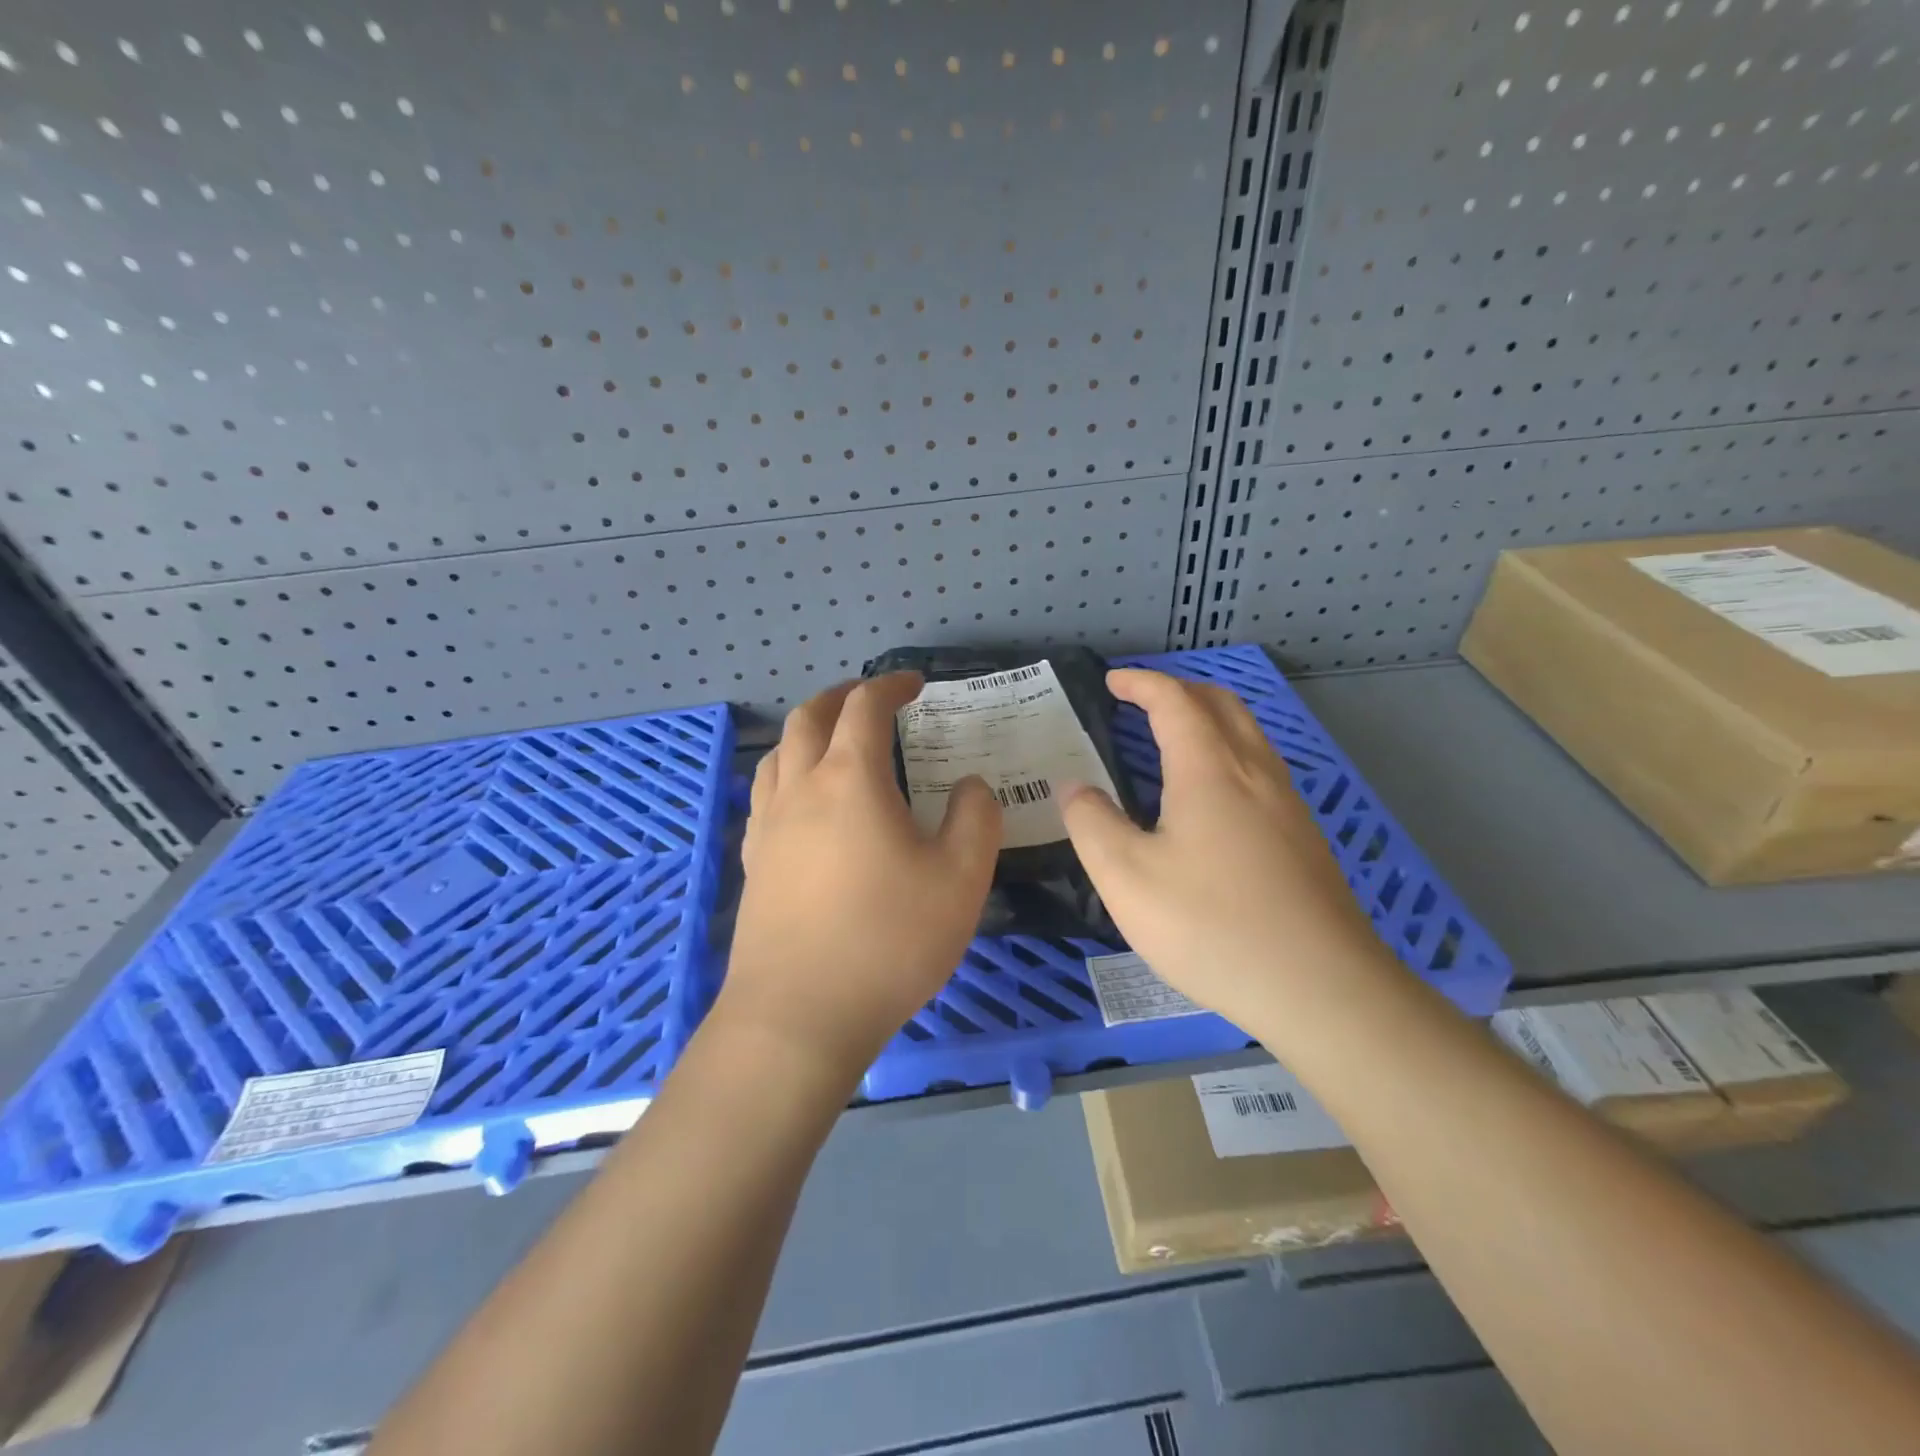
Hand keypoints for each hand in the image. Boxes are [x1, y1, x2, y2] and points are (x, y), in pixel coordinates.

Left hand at [719, 673, 1002, 1082]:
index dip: (891, 685)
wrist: (799, 1015)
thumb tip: (969, 786)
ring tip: (835, 743)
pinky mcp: (755, 862)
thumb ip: (975, 819)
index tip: (915, 684)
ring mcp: (769, 826)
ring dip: (808, 732)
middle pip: (810, 718)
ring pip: (778, 754)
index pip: (866, 707)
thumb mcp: (961, 879)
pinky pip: (767, 795)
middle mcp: (801, 788)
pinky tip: (807, 804)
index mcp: (850, 779)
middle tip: (872, 700)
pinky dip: (789, 775)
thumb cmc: (889, 940)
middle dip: (842, 697)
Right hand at [1061, 669, 1394, 1028]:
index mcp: (1210, 769)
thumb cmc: (1211, 926)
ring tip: (1174, 740)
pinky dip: (1228, 754)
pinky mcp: (1303, 838)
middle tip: (1142, 702)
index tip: (1112, 681)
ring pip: (1249, 735)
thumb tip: (1074, 788)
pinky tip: (1213, 799)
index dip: (1141, 683)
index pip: (1174, 701)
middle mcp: (1255, 772)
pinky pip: (1261, 769)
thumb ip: (1092, 824)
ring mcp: (1288, 805)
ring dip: (1209, 720)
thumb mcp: (1127, 878)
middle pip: (1222, 705)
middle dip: (1179, 690)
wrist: (1321, 988)